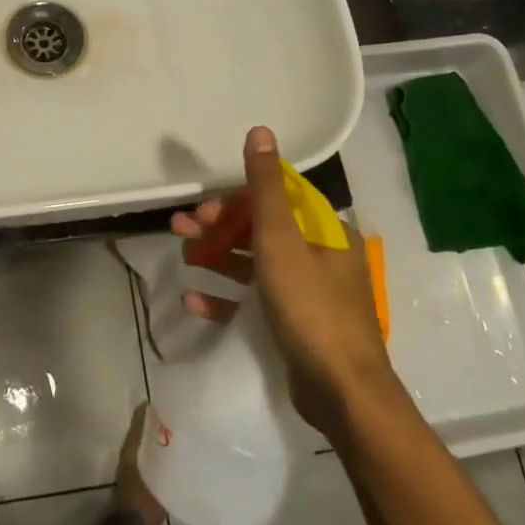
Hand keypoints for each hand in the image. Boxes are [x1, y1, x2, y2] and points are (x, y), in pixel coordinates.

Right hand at [173, 126, 393, 435]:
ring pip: (254, 264)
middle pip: (260, 230)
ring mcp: (307, 294)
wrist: (342, 393)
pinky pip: (254, 303)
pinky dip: (226, 298)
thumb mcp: (281, 240)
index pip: (277, 199)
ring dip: (217, 257)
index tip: (205, 205)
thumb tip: (261, 131)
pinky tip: (195, 301)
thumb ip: (266, 186)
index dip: (236, 197)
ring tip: (183, 257)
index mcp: (325, 233)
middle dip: (219, 226)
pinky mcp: (294, 327)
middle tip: (182, 228)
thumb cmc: (310, 307)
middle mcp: (320, 258)